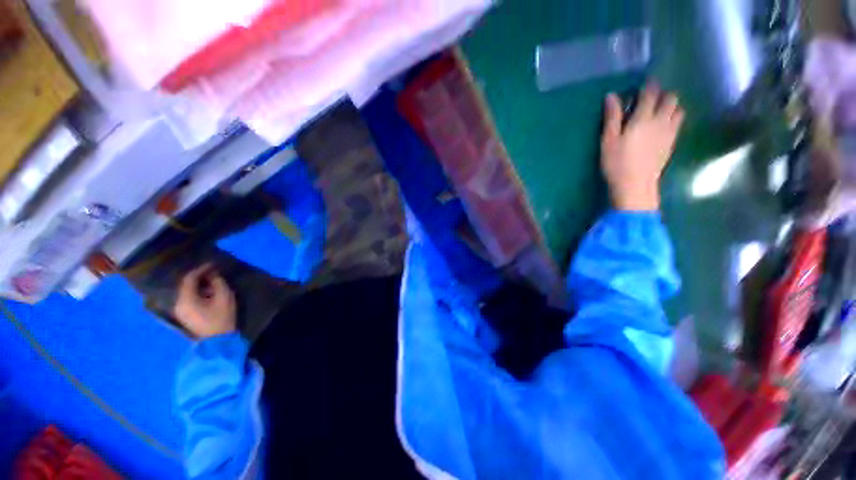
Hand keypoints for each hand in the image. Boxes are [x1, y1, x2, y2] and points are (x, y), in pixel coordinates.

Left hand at [173, 263, 236, 338]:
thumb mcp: (224, 297)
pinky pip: (188, 298)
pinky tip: (207, 292)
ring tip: (212, 281)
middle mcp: (178, 303)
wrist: (218, 340)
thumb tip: (213, 273)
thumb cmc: (222, 317)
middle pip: (186, 285)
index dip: (201, 269)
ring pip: (186, 292)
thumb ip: (217, 282)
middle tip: (212, 272)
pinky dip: (196, 292)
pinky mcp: (185, 315)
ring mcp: (180, 311)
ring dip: (198, 285)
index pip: (189, 278)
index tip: (212, 264)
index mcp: (186, 299)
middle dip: (199, 277)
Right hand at [601, 83, 684, 210]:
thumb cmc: (617, 163)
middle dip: (662, 94)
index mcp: (643, 118)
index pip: (650, 94)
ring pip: (678, 109)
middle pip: (671, 98)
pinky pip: (678, 123)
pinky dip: (673, 117)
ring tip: (658, 111)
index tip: (643, 85)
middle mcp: (661, 121)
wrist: (635, 185)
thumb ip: (612, 117)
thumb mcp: (608, 140)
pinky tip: (663, 125)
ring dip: (671, 105)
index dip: (648, 86)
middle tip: (650, 99)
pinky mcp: (672, 143)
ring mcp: (669, 132)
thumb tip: (611, 96)